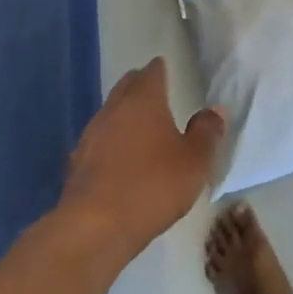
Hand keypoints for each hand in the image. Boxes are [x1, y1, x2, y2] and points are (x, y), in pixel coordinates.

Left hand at [59, 58, 224, 262]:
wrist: (96, 225)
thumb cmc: (153, 185)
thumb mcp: (195, 161)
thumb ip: (207, 132)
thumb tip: (215, 110)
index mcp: (144, 101)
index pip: (151, 73)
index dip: (159, 69)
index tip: (163, 67)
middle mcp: (113, 110)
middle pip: (125, 87)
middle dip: (138, 85)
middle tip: (152, 89)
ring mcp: (91, 135)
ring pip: (110, 113)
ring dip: (123, 114)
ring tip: (138, 123)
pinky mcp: (77, 162)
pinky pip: (99, 140)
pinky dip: (111, 141)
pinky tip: (118, 156)